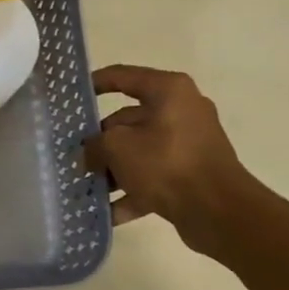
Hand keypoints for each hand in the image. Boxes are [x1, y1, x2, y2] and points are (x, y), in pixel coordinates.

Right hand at [83, 65, 253, 254]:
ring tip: (84, 187)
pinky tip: (105, 212)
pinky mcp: (190, 173)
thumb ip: (94, 144)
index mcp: (168, 91)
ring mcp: (187, 144)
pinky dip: (131, 191)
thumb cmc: (166, 163)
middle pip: (127, 120)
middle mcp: (181, 111)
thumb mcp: (117, 147)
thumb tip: (89, 153)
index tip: (70, 96)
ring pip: (138, 151)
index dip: (94, 84)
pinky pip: (152, 177)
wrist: (218, 210)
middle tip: (72, 156)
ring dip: (112, 170)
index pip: (122, 77)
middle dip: (99, 141)